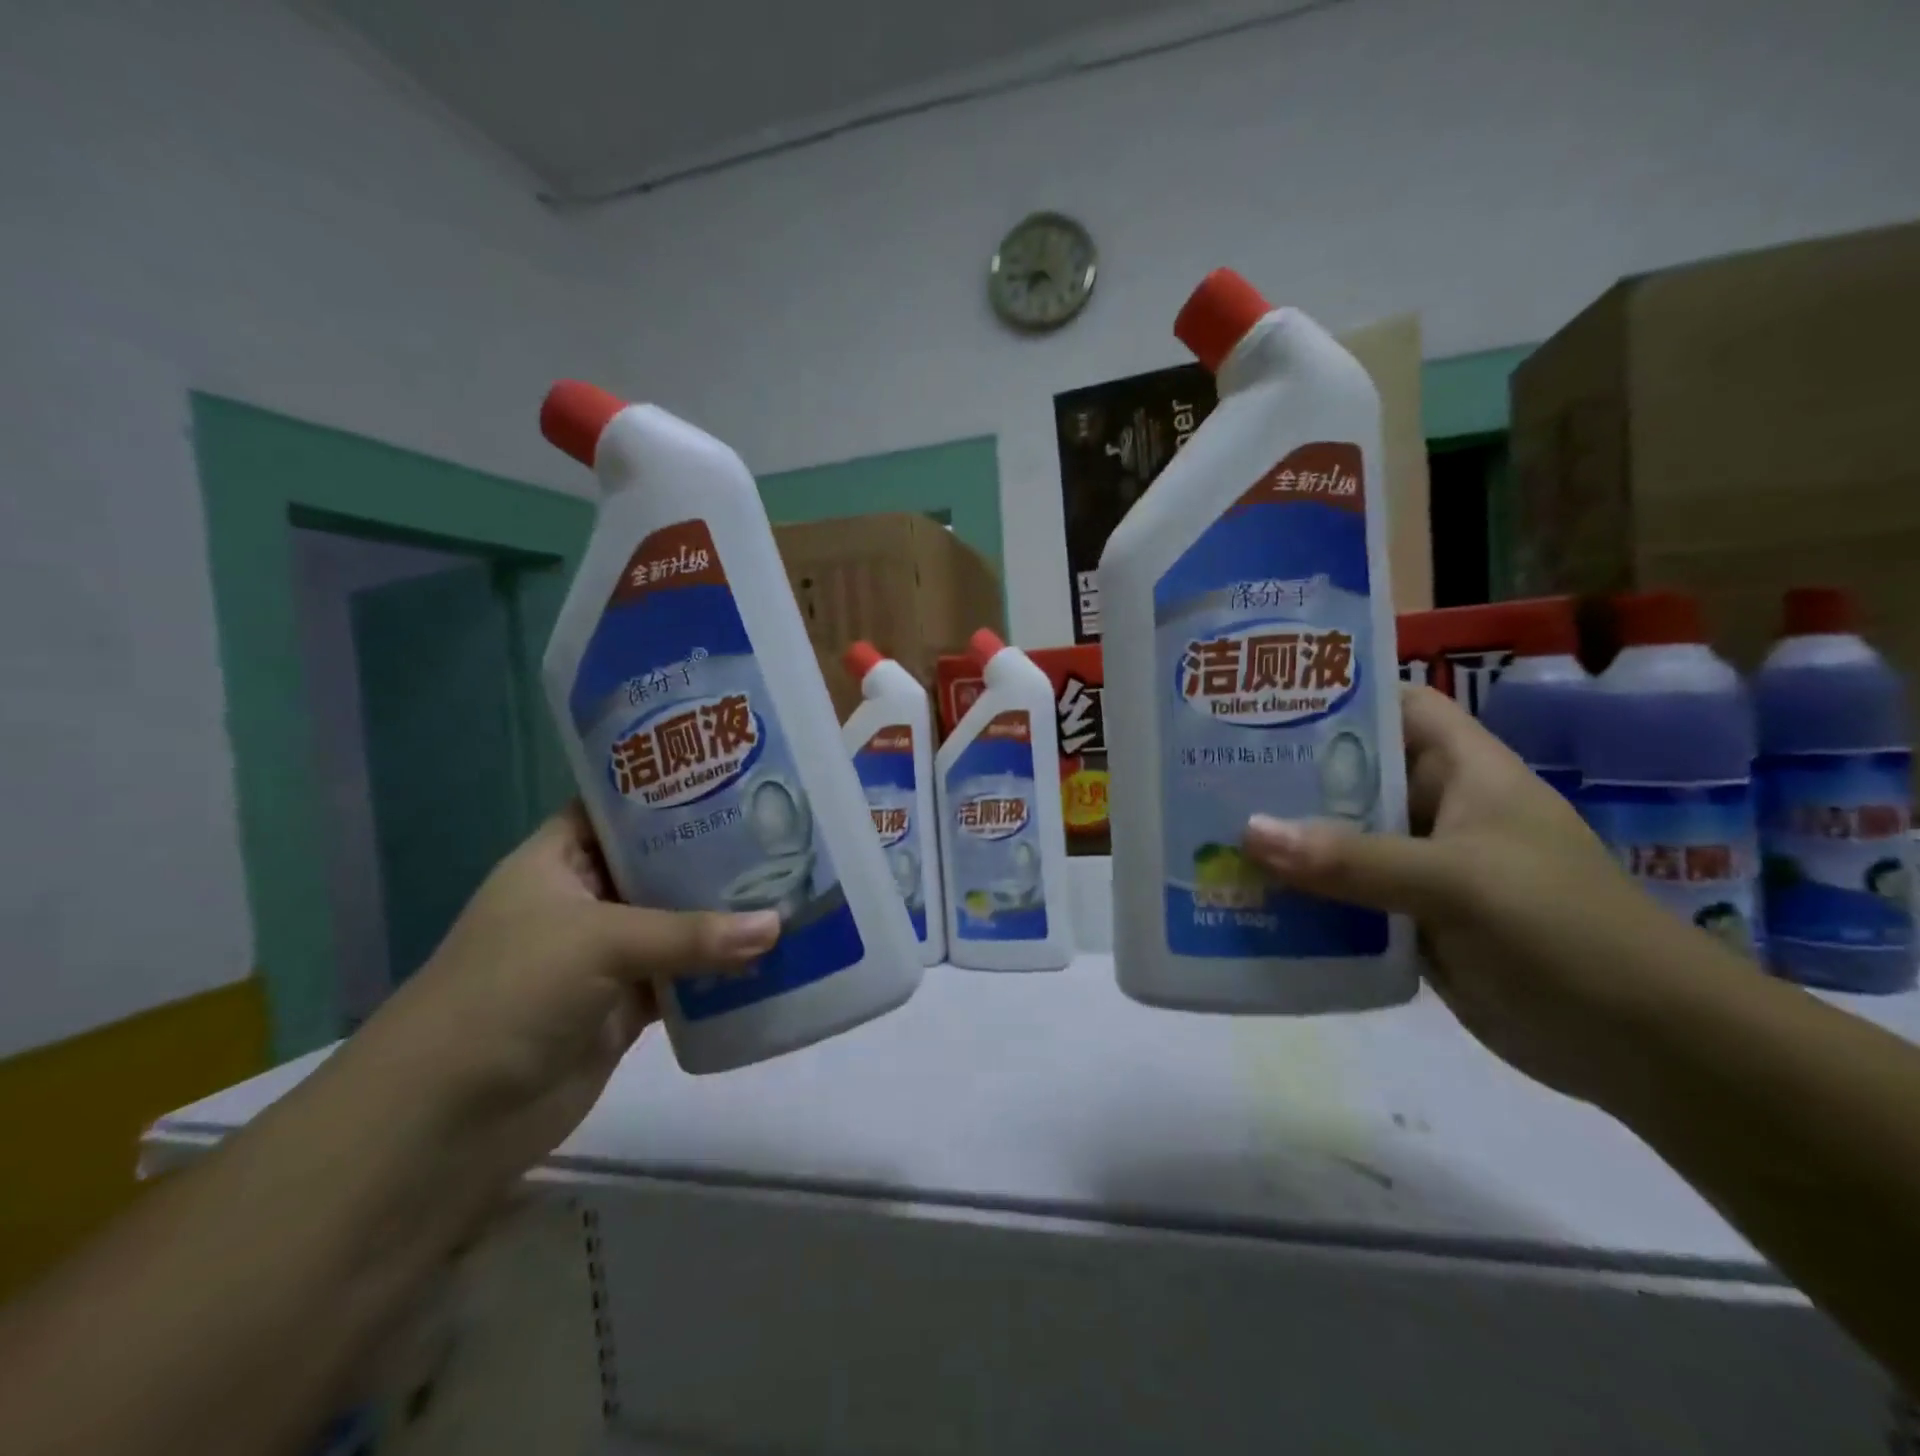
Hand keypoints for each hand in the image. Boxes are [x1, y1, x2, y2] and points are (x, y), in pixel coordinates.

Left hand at [357, 803, 780, 1182]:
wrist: (447, 1121)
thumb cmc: (509, 993)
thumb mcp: (600, 941)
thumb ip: (691, 933)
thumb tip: (778, 925)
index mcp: (557, 861)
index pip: (616, 809)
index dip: (666, 792)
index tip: (731, 778)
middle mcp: (583, 901)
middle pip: (656, 866)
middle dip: (711, 855)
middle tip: (778, 833)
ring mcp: (604, 957)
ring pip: (675, 924)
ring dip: (722, 915)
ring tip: (788, 885)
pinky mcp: (625, 1007)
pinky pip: (683, 978)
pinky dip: (719, 970)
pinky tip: (769, 953)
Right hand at [1241, 685, 1718, 1106]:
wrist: (1647, 1050)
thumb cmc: (1565, 932)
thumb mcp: (1457, 882)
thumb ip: (1352, 859)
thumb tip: (1248, 832)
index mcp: (1465, 772)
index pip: (1398, 706)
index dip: (1339, 695)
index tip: (1264, 698)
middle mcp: (1440, 811)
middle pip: (1354, 775)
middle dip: (1287, 772)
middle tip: (1208, 768)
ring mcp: (1425, 869)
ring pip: (1343, 840)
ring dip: (1287, 840)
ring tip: (1209, 830)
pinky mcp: (1414, 923)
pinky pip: (1345, 897)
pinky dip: (1303, 896)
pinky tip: (1248, 897)